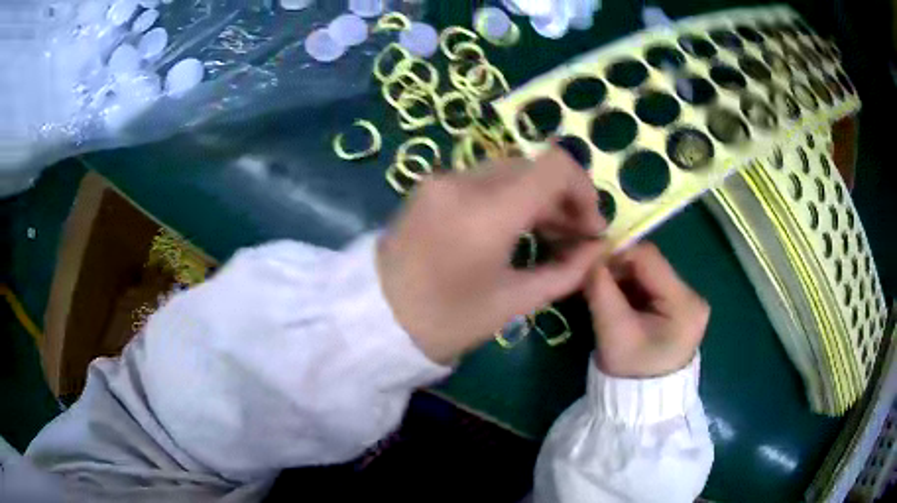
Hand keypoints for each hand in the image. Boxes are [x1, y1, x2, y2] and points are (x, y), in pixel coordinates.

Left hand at [377, 148, 606, 363]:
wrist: (375, 320)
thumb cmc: (446, 322)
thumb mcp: (514, 303)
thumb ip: (565, 272)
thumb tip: (597, 249)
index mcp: (486, 212)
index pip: (555, 166)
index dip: (584, 190)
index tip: (591, 226)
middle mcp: (463, 181)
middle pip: (533, 168)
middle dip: (563, 199)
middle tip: (575, 238)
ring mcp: (442, 180)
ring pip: (510, 172)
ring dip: (538, 198)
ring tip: (551, 236)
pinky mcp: (430, 186)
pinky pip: (484, 180)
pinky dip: (510, 198)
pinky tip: (517, 228)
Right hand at [585, 242, 709, 377]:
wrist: (641, 402)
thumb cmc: (629, 371)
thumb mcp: (612, 330)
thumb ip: (601, 289)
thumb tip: (591, 258)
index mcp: (684, 303)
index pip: (648, 258)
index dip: (618, 255)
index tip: (591, 267)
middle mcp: (693, 296)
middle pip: (650, 265)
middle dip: (619, 270)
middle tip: (594, 282)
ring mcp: (688, 302)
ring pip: (648, 275)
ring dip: (624, 280)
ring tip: (604, 294)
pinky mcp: (680, 308)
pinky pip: (651, 287)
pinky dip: (631, 290)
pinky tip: (617, 302)